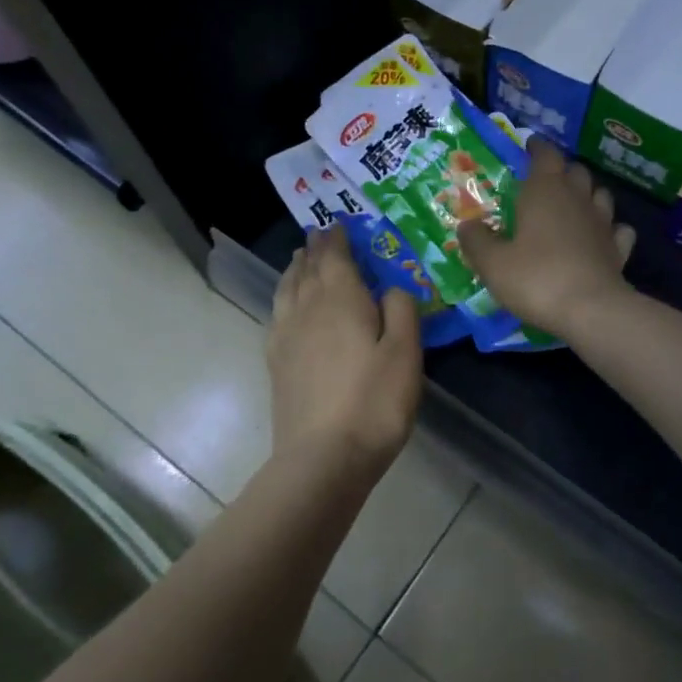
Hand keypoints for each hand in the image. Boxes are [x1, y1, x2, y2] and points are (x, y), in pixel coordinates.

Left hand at [267, 224, 422, 478]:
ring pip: (287, 289)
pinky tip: (288, 306)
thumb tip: (391, 286)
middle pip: (307, 269)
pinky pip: (277, 314)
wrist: (323, 457)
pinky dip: (284, 298)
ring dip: (295, 270)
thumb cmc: (374, 401)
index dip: (337, 238)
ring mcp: (286, 336)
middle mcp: (307, 309)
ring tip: (300, 260)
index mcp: (340, 299)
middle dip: (314, 249)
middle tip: (319, 235)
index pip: (334, 256)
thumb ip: (401, 310)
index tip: (338, 224)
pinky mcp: (276, 363)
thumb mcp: (405, 352)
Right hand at [456, 139, 636, 339]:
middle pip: (575, 171)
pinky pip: (618, 229)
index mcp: (545, 191)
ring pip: (600, 195)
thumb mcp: (492, 264)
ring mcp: (603, 223)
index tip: (529, 146)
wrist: (591, 310)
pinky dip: (610, 229)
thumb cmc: (536, 278)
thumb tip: (466, 225)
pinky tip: (601, 237)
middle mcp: (577, 199)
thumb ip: (476, 241)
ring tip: (573, 206)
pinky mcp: (618, 249)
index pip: (545, 155)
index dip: (537, 148)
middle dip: (561, 171)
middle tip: (545, 181)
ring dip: (588, 195)